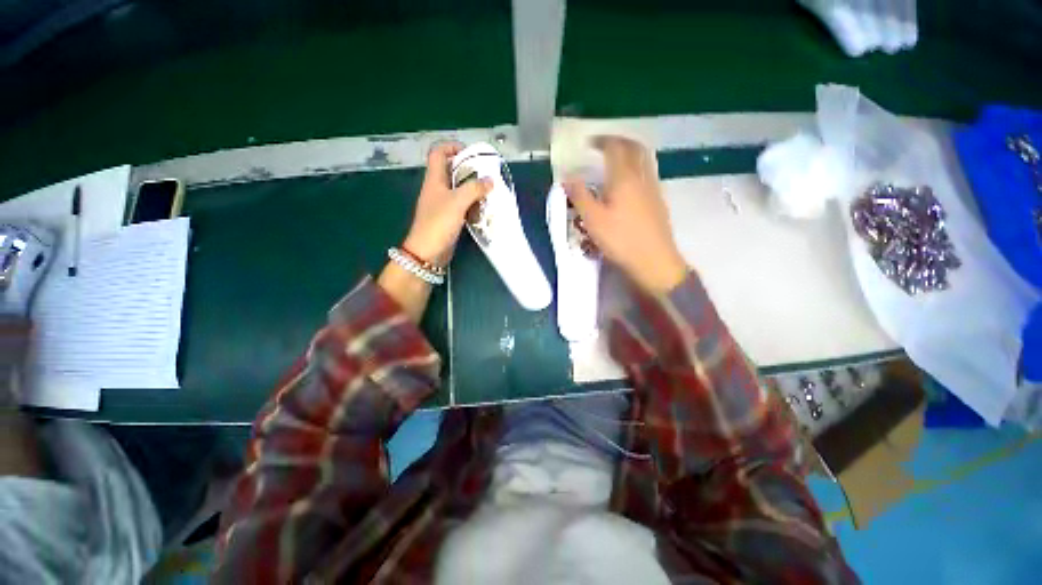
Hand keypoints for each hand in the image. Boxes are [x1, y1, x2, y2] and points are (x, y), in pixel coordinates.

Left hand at [403, 142, 492, 265]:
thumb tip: (490, 180)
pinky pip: (462, 205)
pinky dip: (472, 204)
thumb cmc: (439, 223)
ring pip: (458, 189)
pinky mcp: (448, 217)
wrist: (428, 251)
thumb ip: (474, 189)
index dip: (453, 147)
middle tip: (486, 175)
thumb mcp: (457, 202)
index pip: (438, 152)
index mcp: (434, 179)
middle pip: (451, 170)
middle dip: (469, 170)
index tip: (471, 154)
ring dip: (472, 189)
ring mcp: (442, 204)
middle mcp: (437, 188)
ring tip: (489, 192)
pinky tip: (483, 209)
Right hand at [565, 136, 687, 293]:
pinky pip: (648, 174)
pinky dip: (636, 169)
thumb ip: (580, 196)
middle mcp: (642, 177)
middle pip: (634, 148)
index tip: (588, 143)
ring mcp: (653, 189)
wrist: (654, 261)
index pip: (615, 147)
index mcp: (624, 178)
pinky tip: (628, 185)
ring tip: (615, 161)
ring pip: (644, 160)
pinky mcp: (658, 202)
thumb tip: (568, 178)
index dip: (601, 141)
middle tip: (604, 146)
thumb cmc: (621, 239)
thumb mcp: (593, 220)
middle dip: (618, 142)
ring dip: (630, 153)